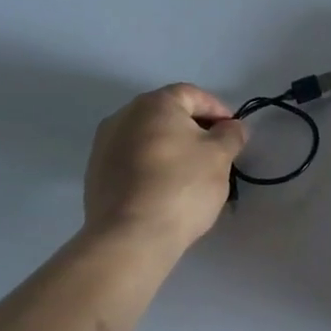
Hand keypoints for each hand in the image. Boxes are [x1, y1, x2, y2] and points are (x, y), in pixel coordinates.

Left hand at [83, 84, 248, 252]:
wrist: (131, 236)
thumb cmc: (182, 186)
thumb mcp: (220, 156)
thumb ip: (231, 134)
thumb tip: (233, 127)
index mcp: (153, 104)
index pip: (193, 95)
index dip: (218, 110)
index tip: (234, 133)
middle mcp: (123, 116)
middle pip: (168, 115)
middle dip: (195, 130)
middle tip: (217, 154)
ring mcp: (104, 146)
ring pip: (149, 138)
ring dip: (173, 149)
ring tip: (193, 175)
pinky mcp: (97, 174)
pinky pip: (133, 160)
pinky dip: (154, 167)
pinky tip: (167, 190)